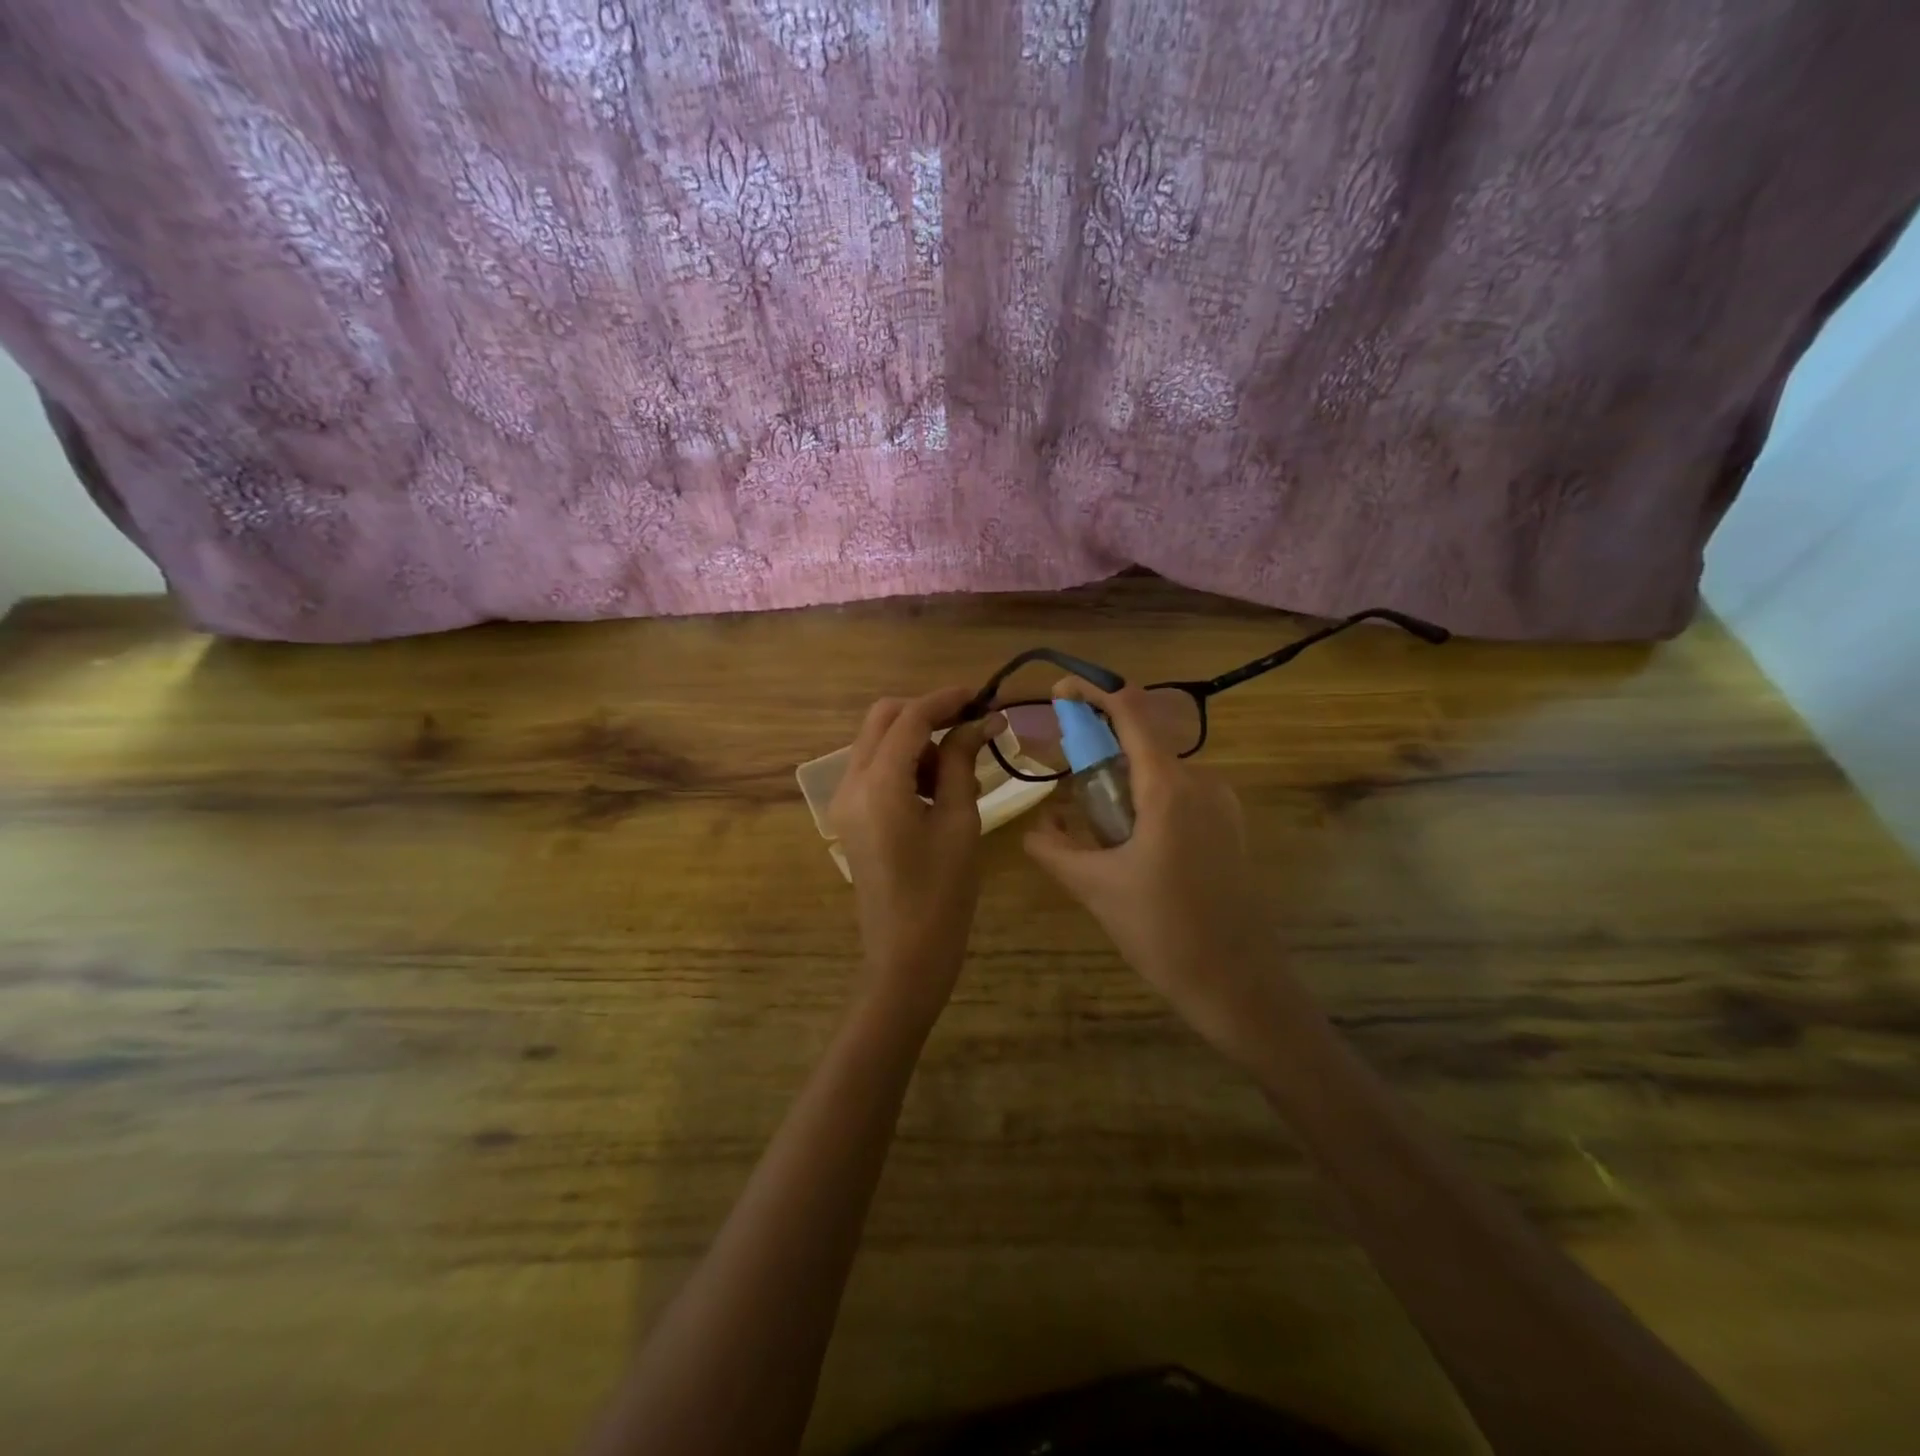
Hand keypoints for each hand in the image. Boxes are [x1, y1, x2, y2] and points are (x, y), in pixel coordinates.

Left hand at [827, 687, 991, 1030]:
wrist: (905, 956)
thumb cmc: (942, 893)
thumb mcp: (960, 822)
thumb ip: (962, 762)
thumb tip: (980, 720)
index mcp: (879, 783)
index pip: (910, 719)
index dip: (945, 699)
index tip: (981, 695)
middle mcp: (851, 783)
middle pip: (883, 720)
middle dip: (926, 713)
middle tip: (969, 725)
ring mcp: (845, 800)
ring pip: (878, 742)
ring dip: (917, 740)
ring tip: (960, 771)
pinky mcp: (851, 816)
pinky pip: (875, 770)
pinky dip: (905, 764)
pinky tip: (940, 789)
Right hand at [1023, 680, 1287, 1061]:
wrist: (1240, 986)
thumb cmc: (1164, 931)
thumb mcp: (1095, 887)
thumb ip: (1055, 848)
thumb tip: (1033, 827)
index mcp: (1170, 787)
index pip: (1132, 711)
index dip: (1094, 692)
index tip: (1060, 692)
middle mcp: (1202, 783)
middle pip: (1143, 741)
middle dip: (1098, 747)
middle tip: (1062, 776)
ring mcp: (1221, 806)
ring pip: (1159, 772)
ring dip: (1120, 780)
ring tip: (1086, 819)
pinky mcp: (1228, 830)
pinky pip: (1177, 796)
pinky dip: (1143, 801)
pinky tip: (1123, 840)